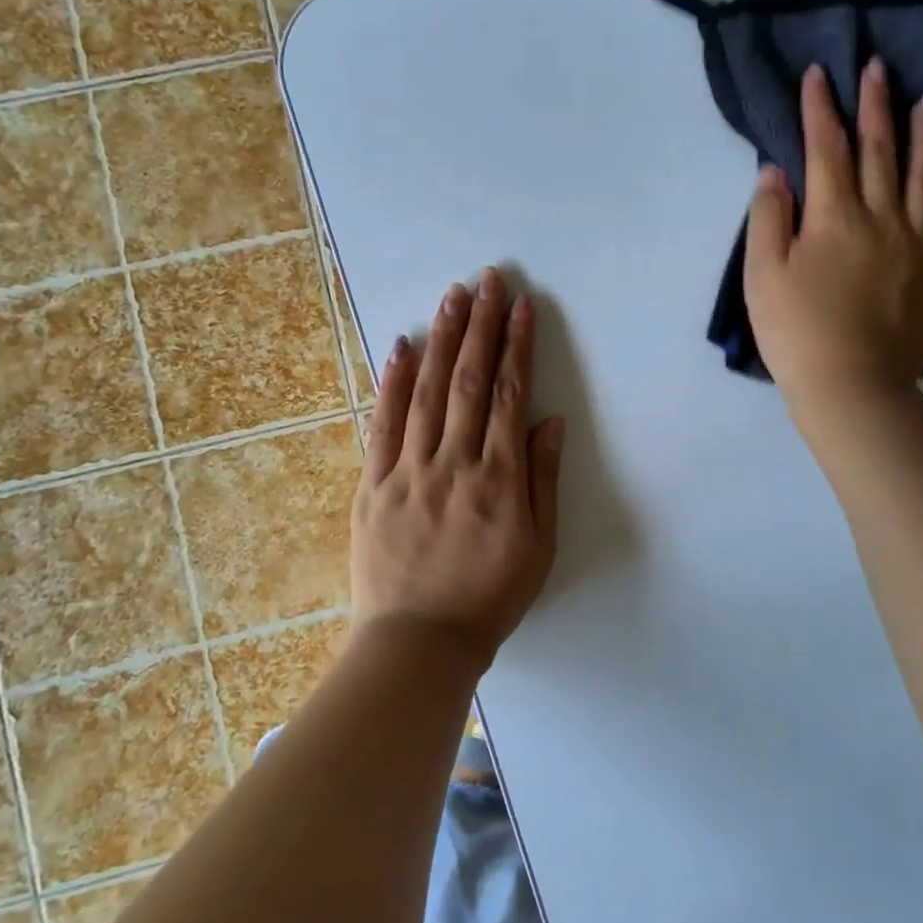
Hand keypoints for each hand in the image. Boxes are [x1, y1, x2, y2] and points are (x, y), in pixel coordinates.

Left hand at [351, 268, 564, 668]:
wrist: (419, 643)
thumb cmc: (489, 597)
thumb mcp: (538, 548)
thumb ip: (544, 480)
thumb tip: (549, 421)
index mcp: (499, 479)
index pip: (511, 395)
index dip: (518, 345)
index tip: (522, 306)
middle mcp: (454, 463)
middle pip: (470, 381)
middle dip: (481, 325)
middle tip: (487, 279)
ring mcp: (409, 471)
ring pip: (427, 392)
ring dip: (442, 340)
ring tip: (452, 297)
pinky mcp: (373, 485)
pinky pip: (383, 425)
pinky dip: (392, 383)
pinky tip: (402, 347)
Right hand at [744, 60, 922, 435]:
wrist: (851, 387)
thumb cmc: (795, 331)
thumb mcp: (761, 274)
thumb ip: (769, 218)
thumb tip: (777, 171)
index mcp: (835, 217)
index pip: (827, 149)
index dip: (820, 109)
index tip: (819, 73)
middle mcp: (882, 221)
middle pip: (880, 154)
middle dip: (876, 107)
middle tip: (879, 68)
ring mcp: (918, 250)